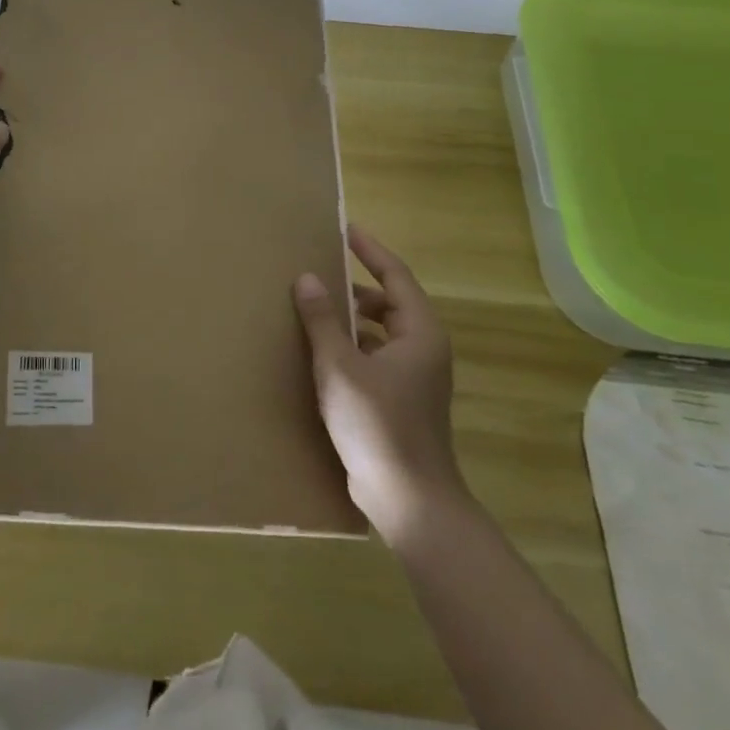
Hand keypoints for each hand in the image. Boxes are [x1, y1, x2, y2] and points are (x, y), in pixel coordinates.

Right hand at [293, 225, 467, 541]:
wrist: (409, 500)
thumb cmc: (377, 424)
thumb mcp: (339, 366)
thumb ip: (322, 319)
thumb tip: (307, 277)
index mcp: (419, 332)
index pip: (395, 275)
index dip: (369, 250)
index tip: (345, 229)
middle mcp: (423, 348)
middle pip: (389, 301)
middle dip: (355, 286)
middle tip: (320, 269)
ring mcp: (415, 377)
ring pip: (381, 331)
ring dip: (352, 318)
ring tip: (316, 308)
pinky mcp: (402, 399)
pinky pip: (375, 355)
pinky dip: (353, 345)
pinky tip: (323, 352)